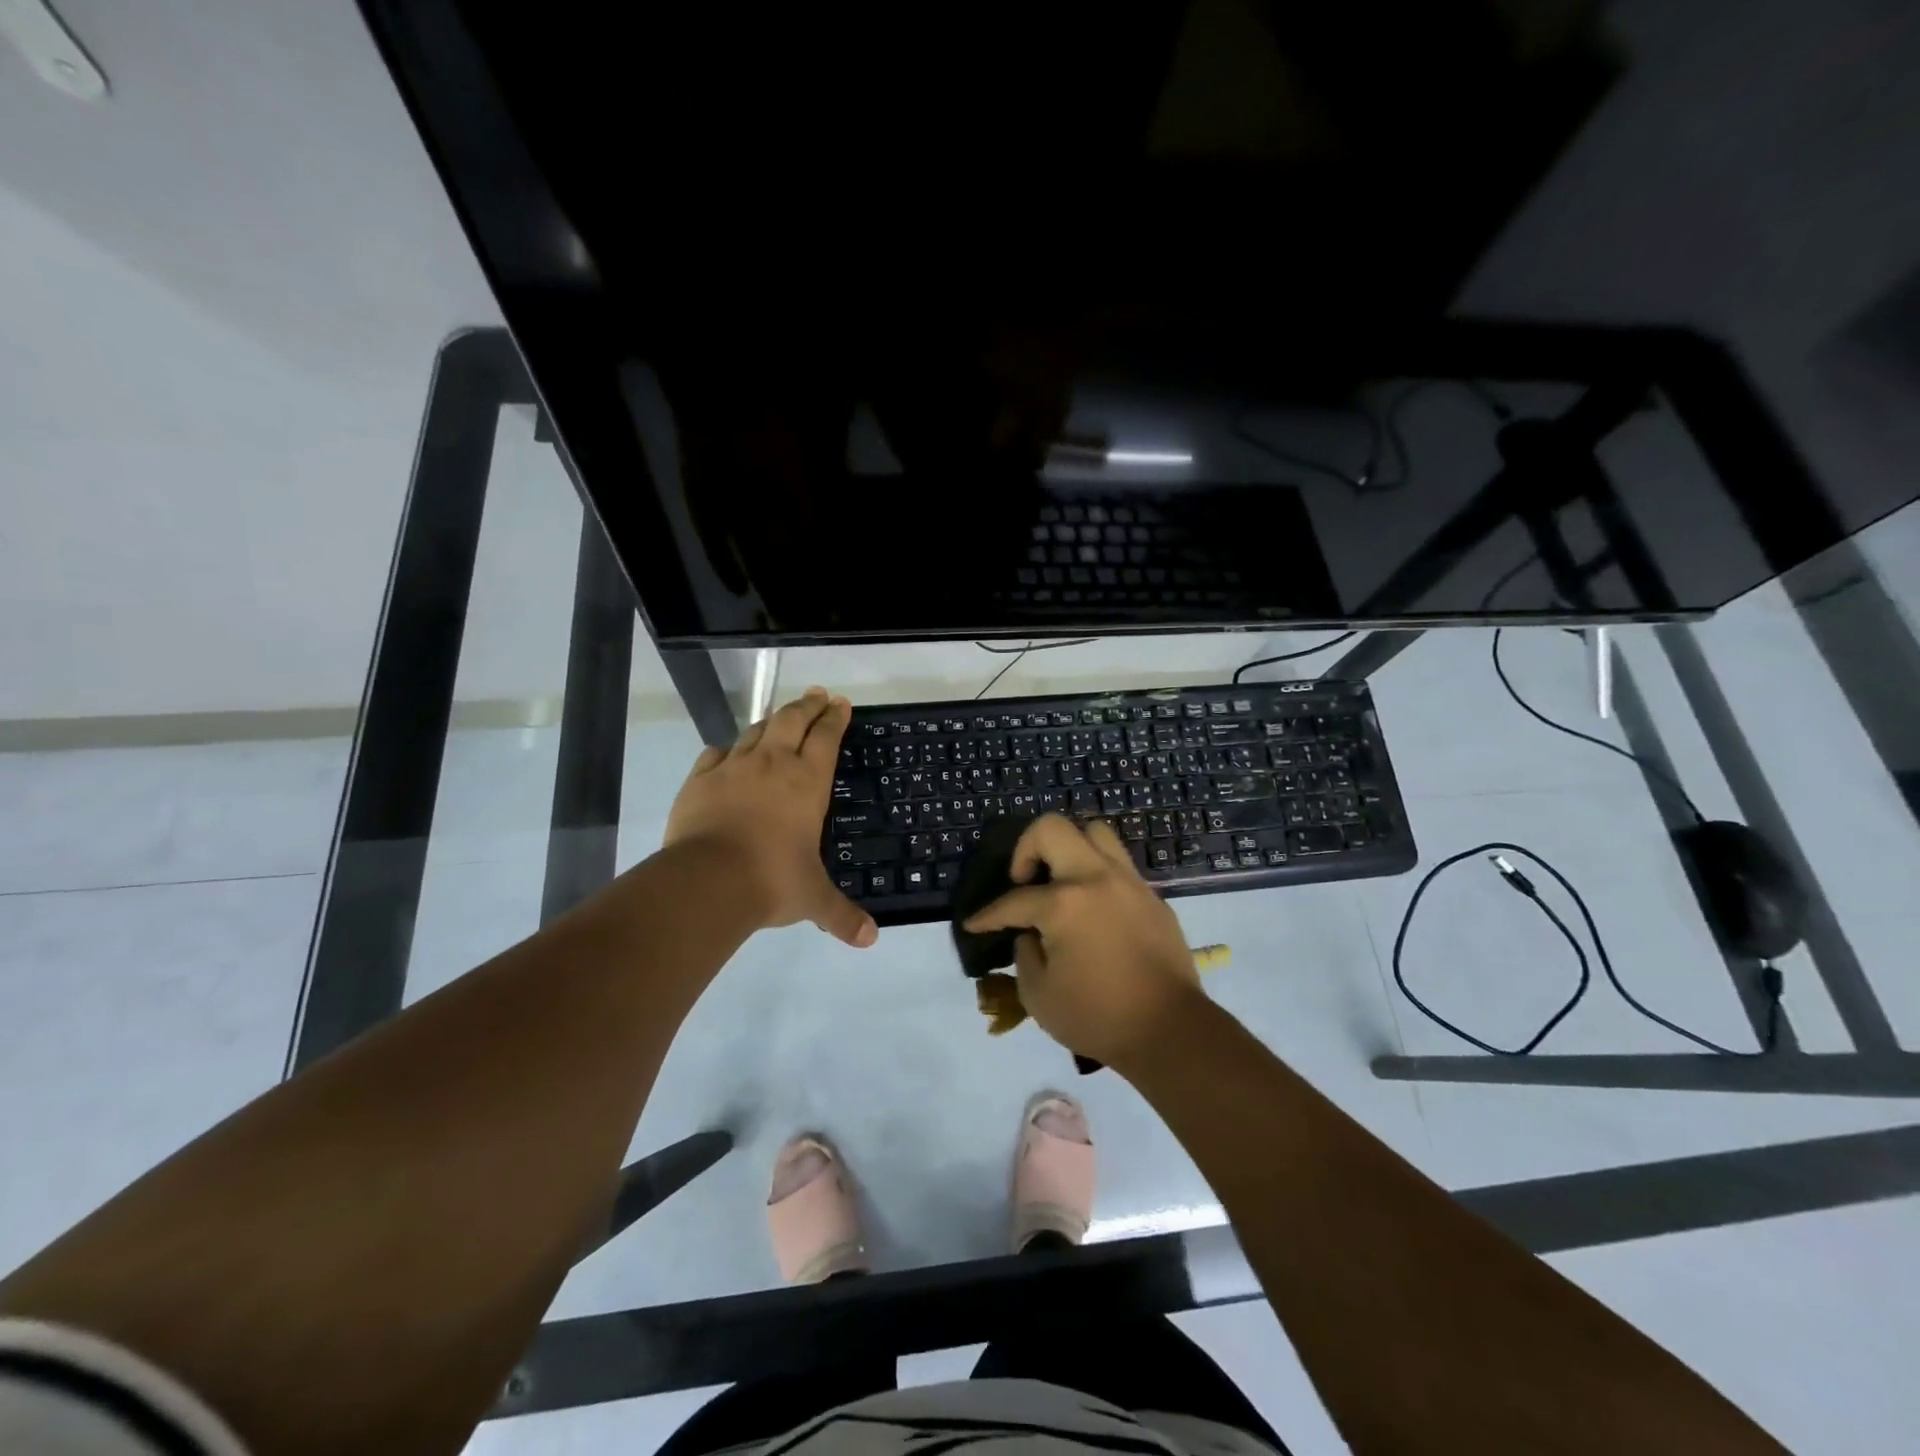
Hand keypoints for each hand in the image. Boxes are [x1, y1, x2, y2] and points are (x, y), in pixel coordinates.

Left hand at [665, 687, 876, 947]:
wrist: (707, 881)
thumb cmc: (772, 880)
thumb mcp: (813, 899)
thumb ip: (841, 915)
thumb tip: (870, 940)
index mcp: (807, 782)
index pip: (826, 737)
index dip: (835, 718)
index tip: (840, 703)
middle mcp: (773, 764)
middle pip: (791, 720)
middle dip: (807, 705)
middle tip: (817, 694)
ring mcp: (733, 768)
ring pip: (755, 730)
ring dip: (771, 720)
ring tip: (780, 717)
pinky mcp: (700, 780)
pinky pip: (716, 753)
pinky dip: (728, 748)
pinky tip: (729, 751)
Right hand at [963, 815, 1201, 1068]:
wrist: (1171, 1031)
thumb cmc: (1098, 1017)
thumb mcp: (1038, 995)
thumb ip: (1025, 954)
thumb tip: (1031, 934)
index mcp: (1063, 903)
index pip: (1014, 900)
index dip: (988, 915)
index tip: (975, 924)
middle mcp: (1095, 878)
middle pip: (1052, 828)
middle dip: (1026, 849)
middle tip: (1024, 881)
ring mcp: (1128, 882)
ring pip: (1094, 833)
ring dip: (1069, 849)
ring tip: (1061, 882)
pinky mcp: (1152, 897)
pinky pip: (1118, 865)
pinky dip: (1097, 875)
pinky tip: (1093, 909)